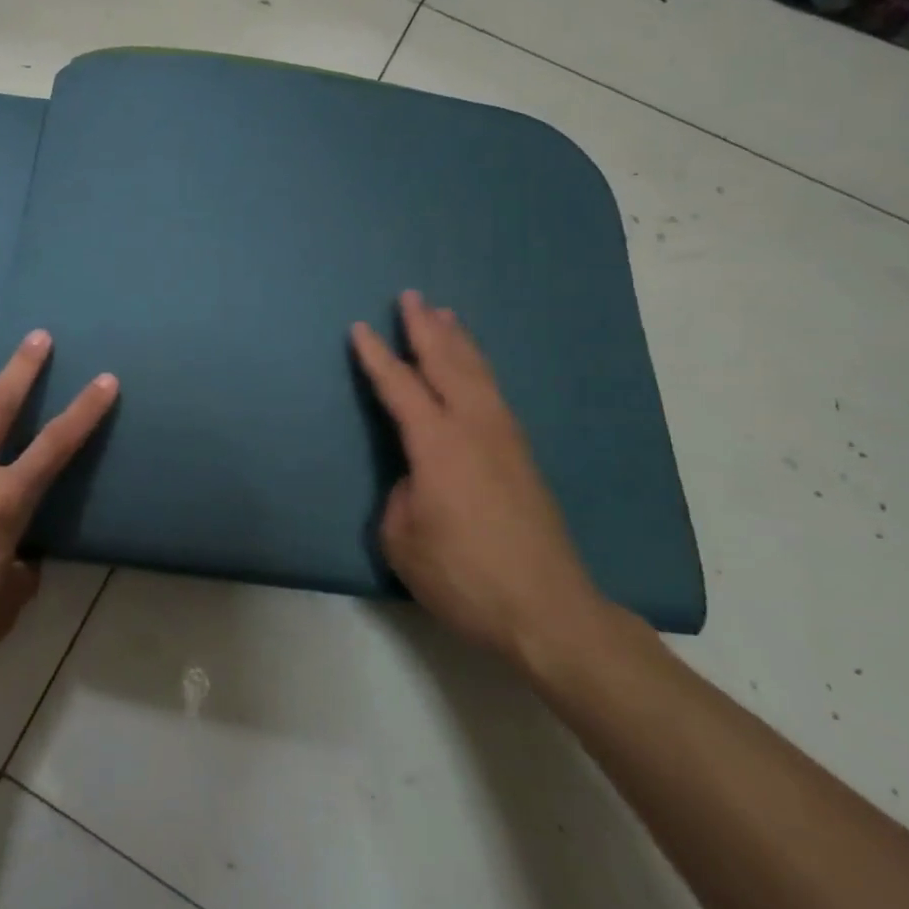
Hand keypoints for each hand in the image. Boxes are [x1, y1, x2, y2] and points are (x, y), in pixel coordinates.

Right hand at [351, 291, 605, 664]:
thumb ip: (401, 496)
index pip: (400, 388)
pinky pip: (494, 392)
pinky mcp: (522, 457)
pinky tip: (476, 369)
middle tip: (411, 296)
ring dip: (458, 341)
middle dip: (425, 328)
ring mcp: (504, 439)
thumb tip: (416, 479)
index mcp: (438, 444)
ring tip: (446, 315)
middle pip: (446, 364)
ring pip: (477, 373)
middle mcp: (474, 428)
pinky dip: (479, 368)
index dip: (377, 357)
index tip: (359, 328)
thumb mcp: (403, 540)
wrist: (548, 612)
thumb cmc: (464, 577)